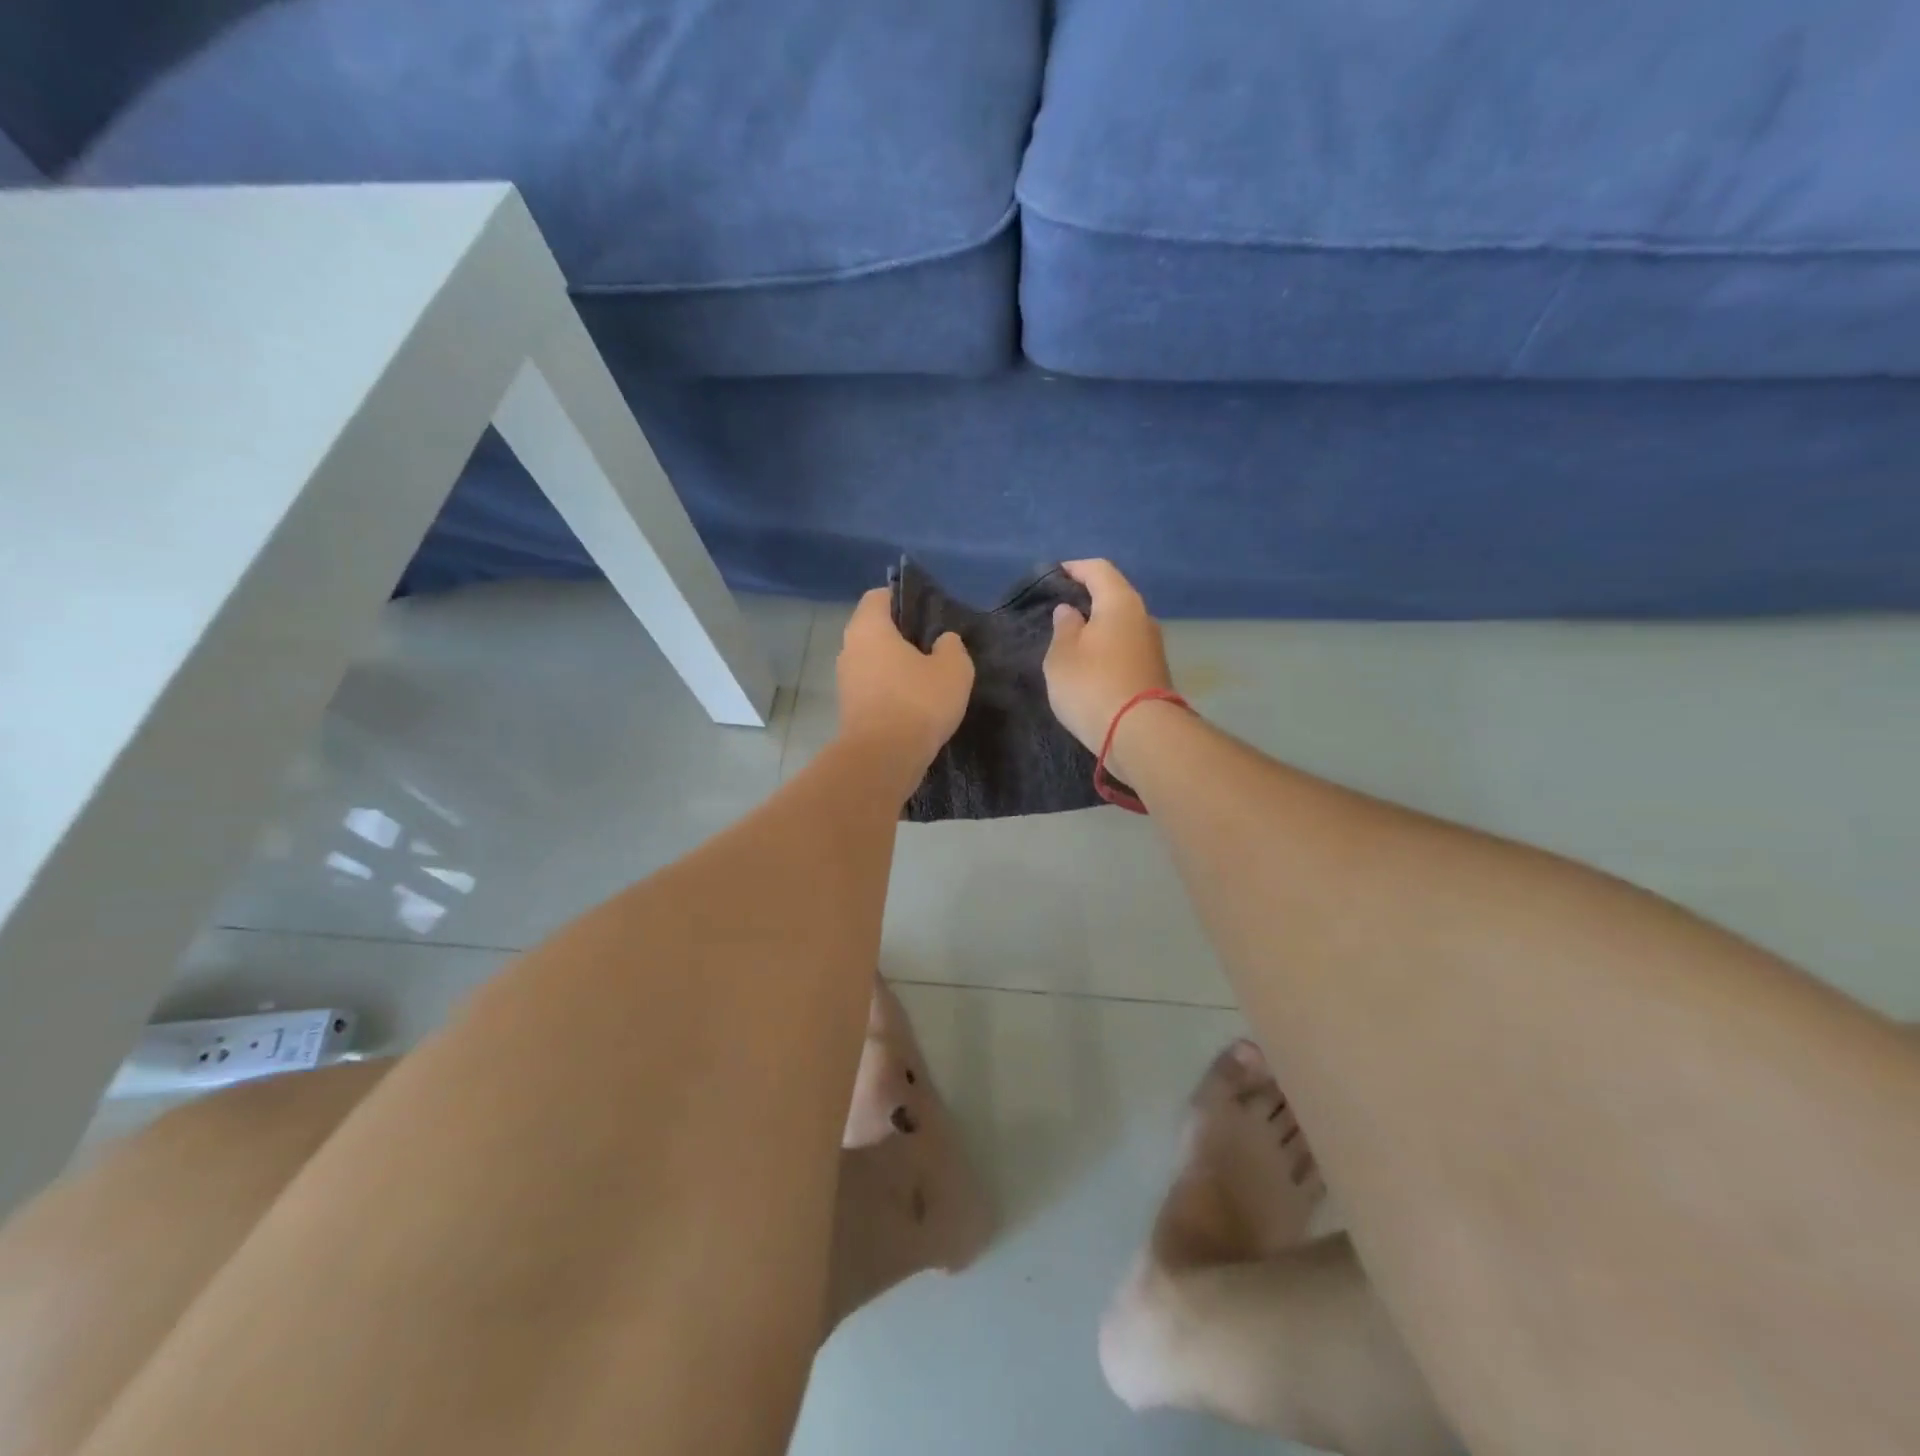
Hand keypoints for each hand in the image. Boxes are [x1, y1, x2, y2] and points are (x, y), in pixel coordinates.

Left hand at [836, 587, 974, 783]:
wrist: (883, 759)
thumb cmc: (917, 702)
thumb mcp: (953, 669)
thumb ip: (952, 647)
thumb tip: (943, 641)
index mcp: (869, 628)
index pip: (878, 596)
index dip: (902, 598)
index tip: (927, 612)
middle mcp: (849, 649)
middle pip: (874, 630)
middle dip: (901, 635)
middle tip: (933, 645)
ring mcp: (845, 681)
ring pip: (873, 661)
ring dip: (895, 666)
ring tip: (927, 676)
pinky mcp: (849, 709)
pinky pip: (872, 687)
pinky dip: (890, 690)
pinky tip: (915, 703)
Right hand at [1043, 559, 1172, 751]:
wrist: (1139, 734)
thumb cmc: (1092, 686)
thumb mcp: (1062, 656)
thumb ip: (1063, 628)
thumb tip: (1070, 611)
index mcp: (1120, 603)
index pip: (1099, 570)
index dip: (1076, 568)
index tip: (1057, 574)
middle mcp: (1143, 617)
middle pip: (1115, 595)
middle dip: (1089, 597)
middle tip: (1061, 606)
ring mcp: (1153, 646)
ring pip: (1122, 624)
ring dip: (1099, 625)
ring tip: (1072, 636)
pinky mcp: (1154, 671)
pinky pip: (1126, 646)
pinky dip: (1108, 646)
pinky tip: (1091, 662)